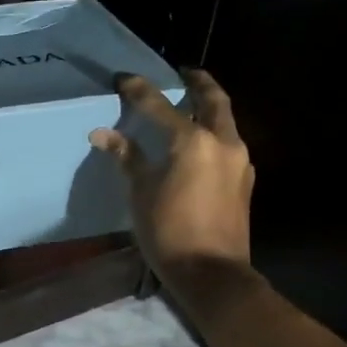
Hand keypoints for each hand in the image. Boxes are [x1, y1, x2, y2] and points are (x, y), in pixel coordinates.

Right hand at [90, 69, 254, 295]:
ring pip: (225, 121)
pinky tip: (199, 144)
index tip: (123, 78)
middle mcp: (223, 142)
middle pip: (213, 99)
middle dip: (197, 82)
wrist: (211, 273)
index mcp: (193, 141)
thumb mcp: (141, 192)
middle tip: (183, 73)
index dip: (139, 90)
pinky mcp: (244, 181)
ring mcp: (239, 161)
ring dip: (209, 108)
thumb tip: (102, 134)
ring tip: (190, 106)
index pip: (160, 105)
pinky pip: (228, 144)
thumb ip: (127, 157)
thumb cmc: (169, 230)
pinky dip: (213, 133)